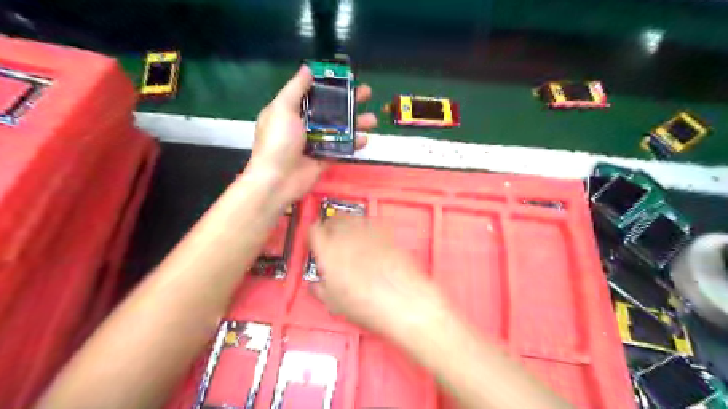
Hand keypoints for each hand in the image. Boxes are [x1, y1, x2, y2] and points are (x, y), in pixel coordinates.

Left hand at [246, 66, 378, 204]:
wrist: (277, 179)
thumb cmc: (278, 141)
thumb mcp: (282, 109)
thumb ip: (296, 89)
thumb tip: (307, 68)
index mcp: (292, 111)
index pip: (314, 93)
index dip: (330, 85)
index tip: (347, 78)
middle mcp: (304, 125)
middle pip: (331, 110)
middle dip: (349, 101)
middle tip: (367, 93)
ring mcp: (315, 143)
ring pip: (339, 129)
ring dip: (356, 123)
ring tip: (372, 119)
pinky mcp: (324, 159)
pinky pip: (341, 148)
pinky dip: (353, 144)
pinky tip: (364, 139)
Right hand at [308, 217, 446, 338]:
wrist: (402, 300)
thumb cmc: (368, 304)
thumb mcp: (334, 302)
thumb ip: (319, 289)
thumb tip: (316, 285)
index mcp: (328, 251)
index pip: (313, 231)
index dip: (313, 235)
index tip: (315, 241)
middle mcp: (346, 236)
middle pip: (332, 221)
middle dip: (330, 228)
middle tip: (331, 240)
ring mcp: (367, 232)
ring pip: (351, 219)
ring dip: (347, 225)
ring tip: (349, 237)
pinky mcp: (385, 233)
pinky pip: (370, 223)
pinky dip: (366, 228)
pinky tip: (368, 239)